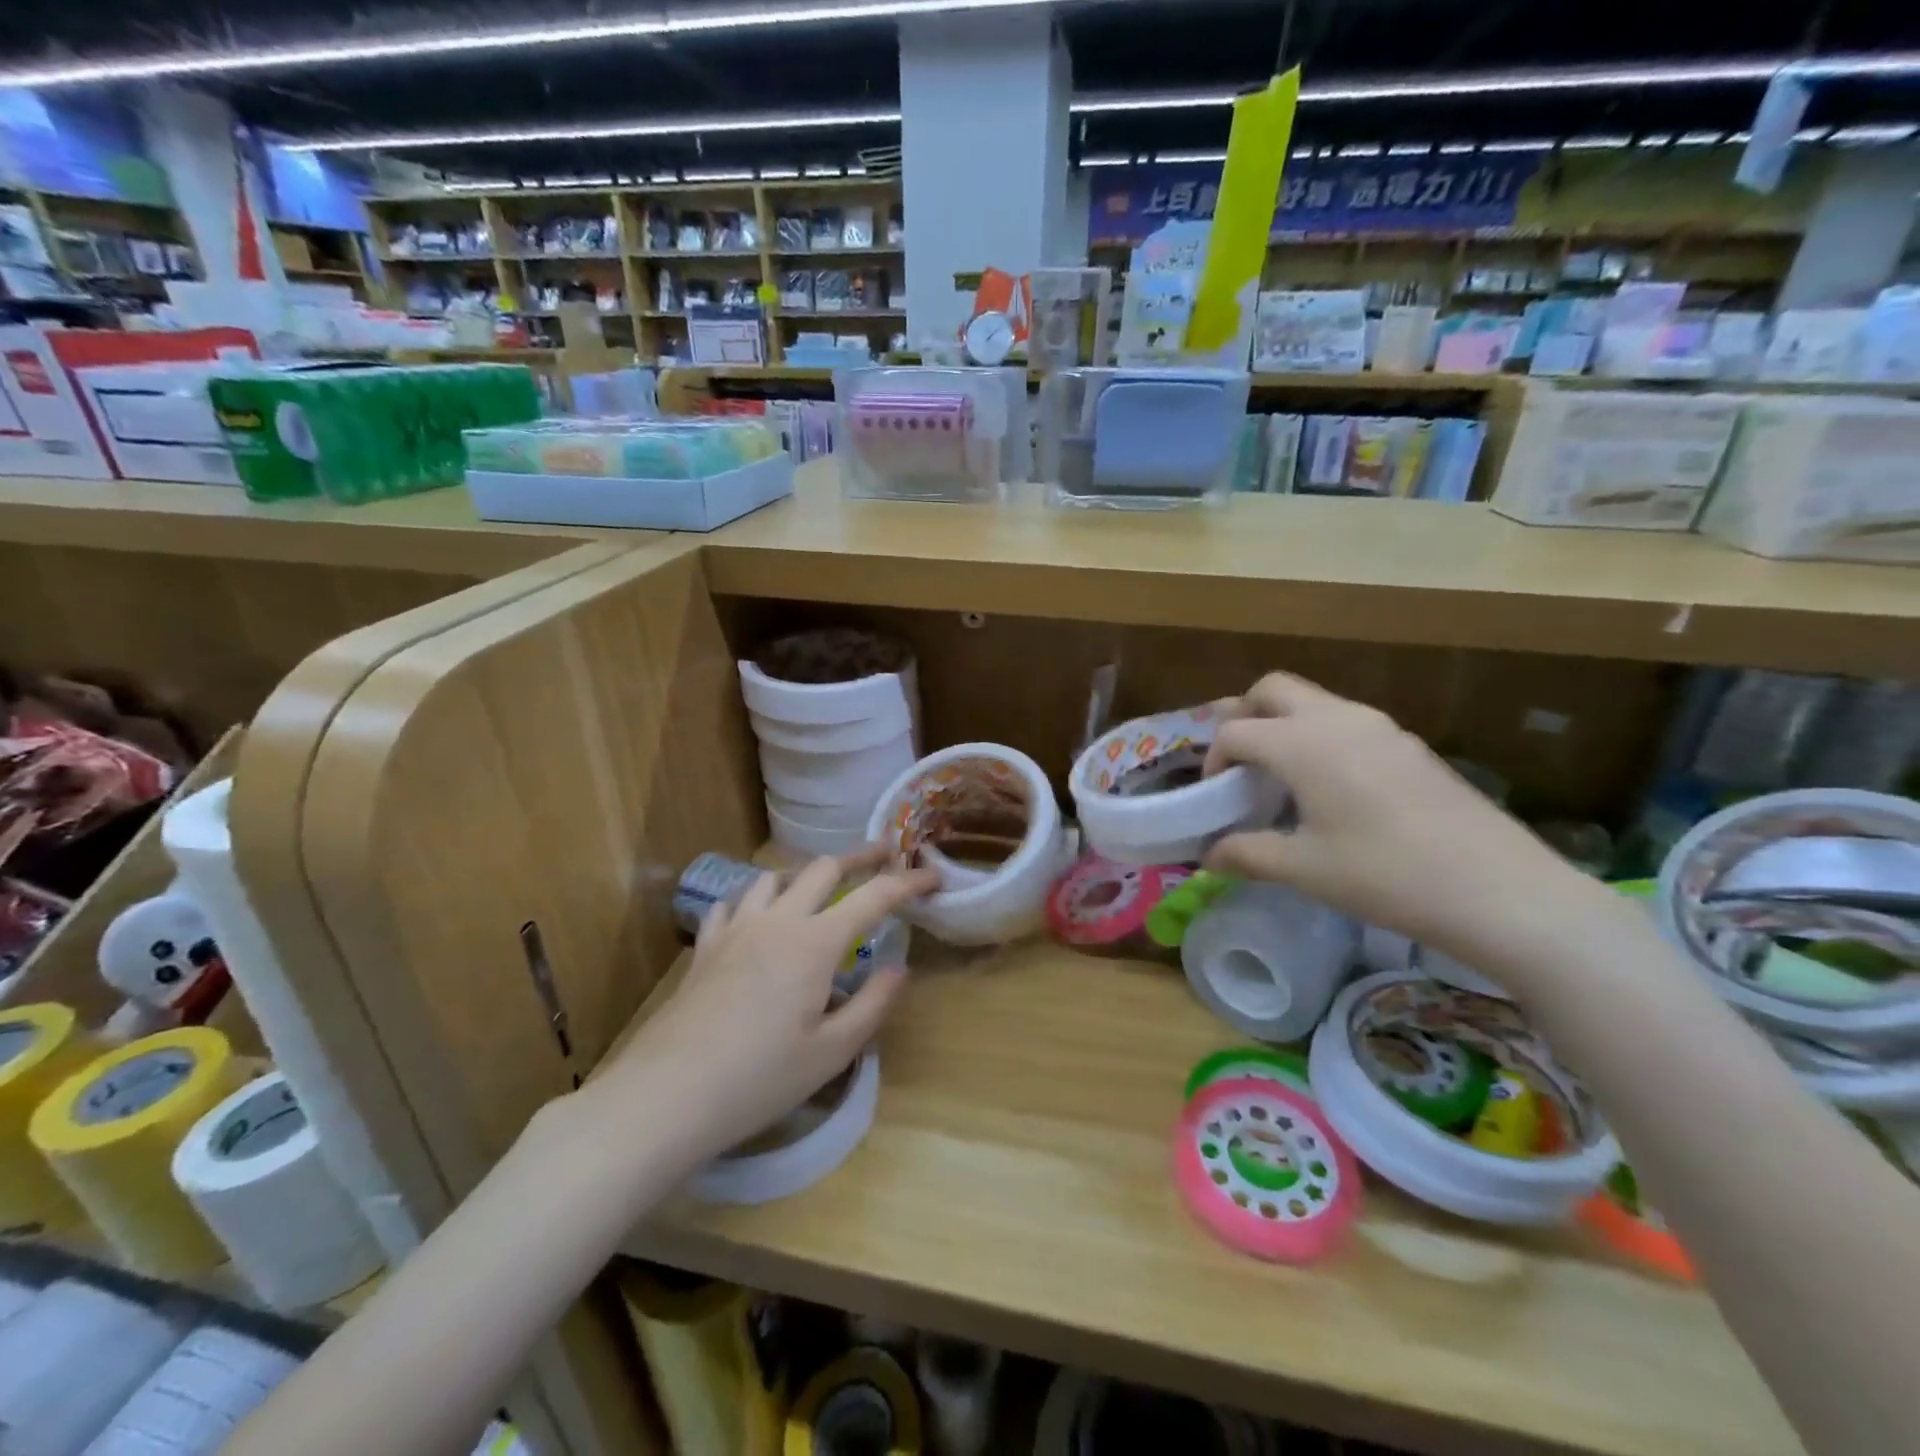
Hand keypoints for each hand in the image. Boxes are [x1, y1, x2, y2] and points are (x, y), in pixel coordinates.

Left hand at [609, 850, 939, 1169]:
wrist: (668, 1094)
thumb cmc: (759, 1078)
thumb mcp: (831, 1053)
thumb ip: (872, 1005)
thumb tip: (899, 969)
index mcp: (815, 942)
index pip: (874, 897)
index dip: (909, 882)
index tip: (933, 876)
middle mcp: (778, 920)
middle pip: (823, 868)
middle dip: (860, 856)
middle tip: (885, 855)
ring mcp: (737, 928)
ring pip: (774, 876)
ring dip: (805, 874)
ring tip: (820, 887)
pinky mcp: (706, 946)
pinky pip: (733, 903)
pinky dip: (754, 899)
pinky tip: (756, 917)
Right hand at [1202, 674, 1610, 973]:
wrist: (1500, 890)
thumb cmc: (1386, 876)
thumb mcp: (1305, 870)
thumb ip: (1248, 854)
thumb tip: (1209, 856)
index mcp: (1303, 744)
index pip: (1236, 732)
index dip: (1214, 760)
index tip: (1216, 797)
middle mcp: (1339, 719)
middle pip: (1273, 689)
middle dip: (1245, 716)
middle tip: (1241, 765)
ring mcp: (1381, 727)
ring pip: (1314, 701)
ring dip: (1284, 725)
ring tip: (1282, 779)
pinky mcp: (1410, 745)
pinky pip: (1347, 722)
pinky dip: (1320, 738)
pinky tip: (1332, 790)